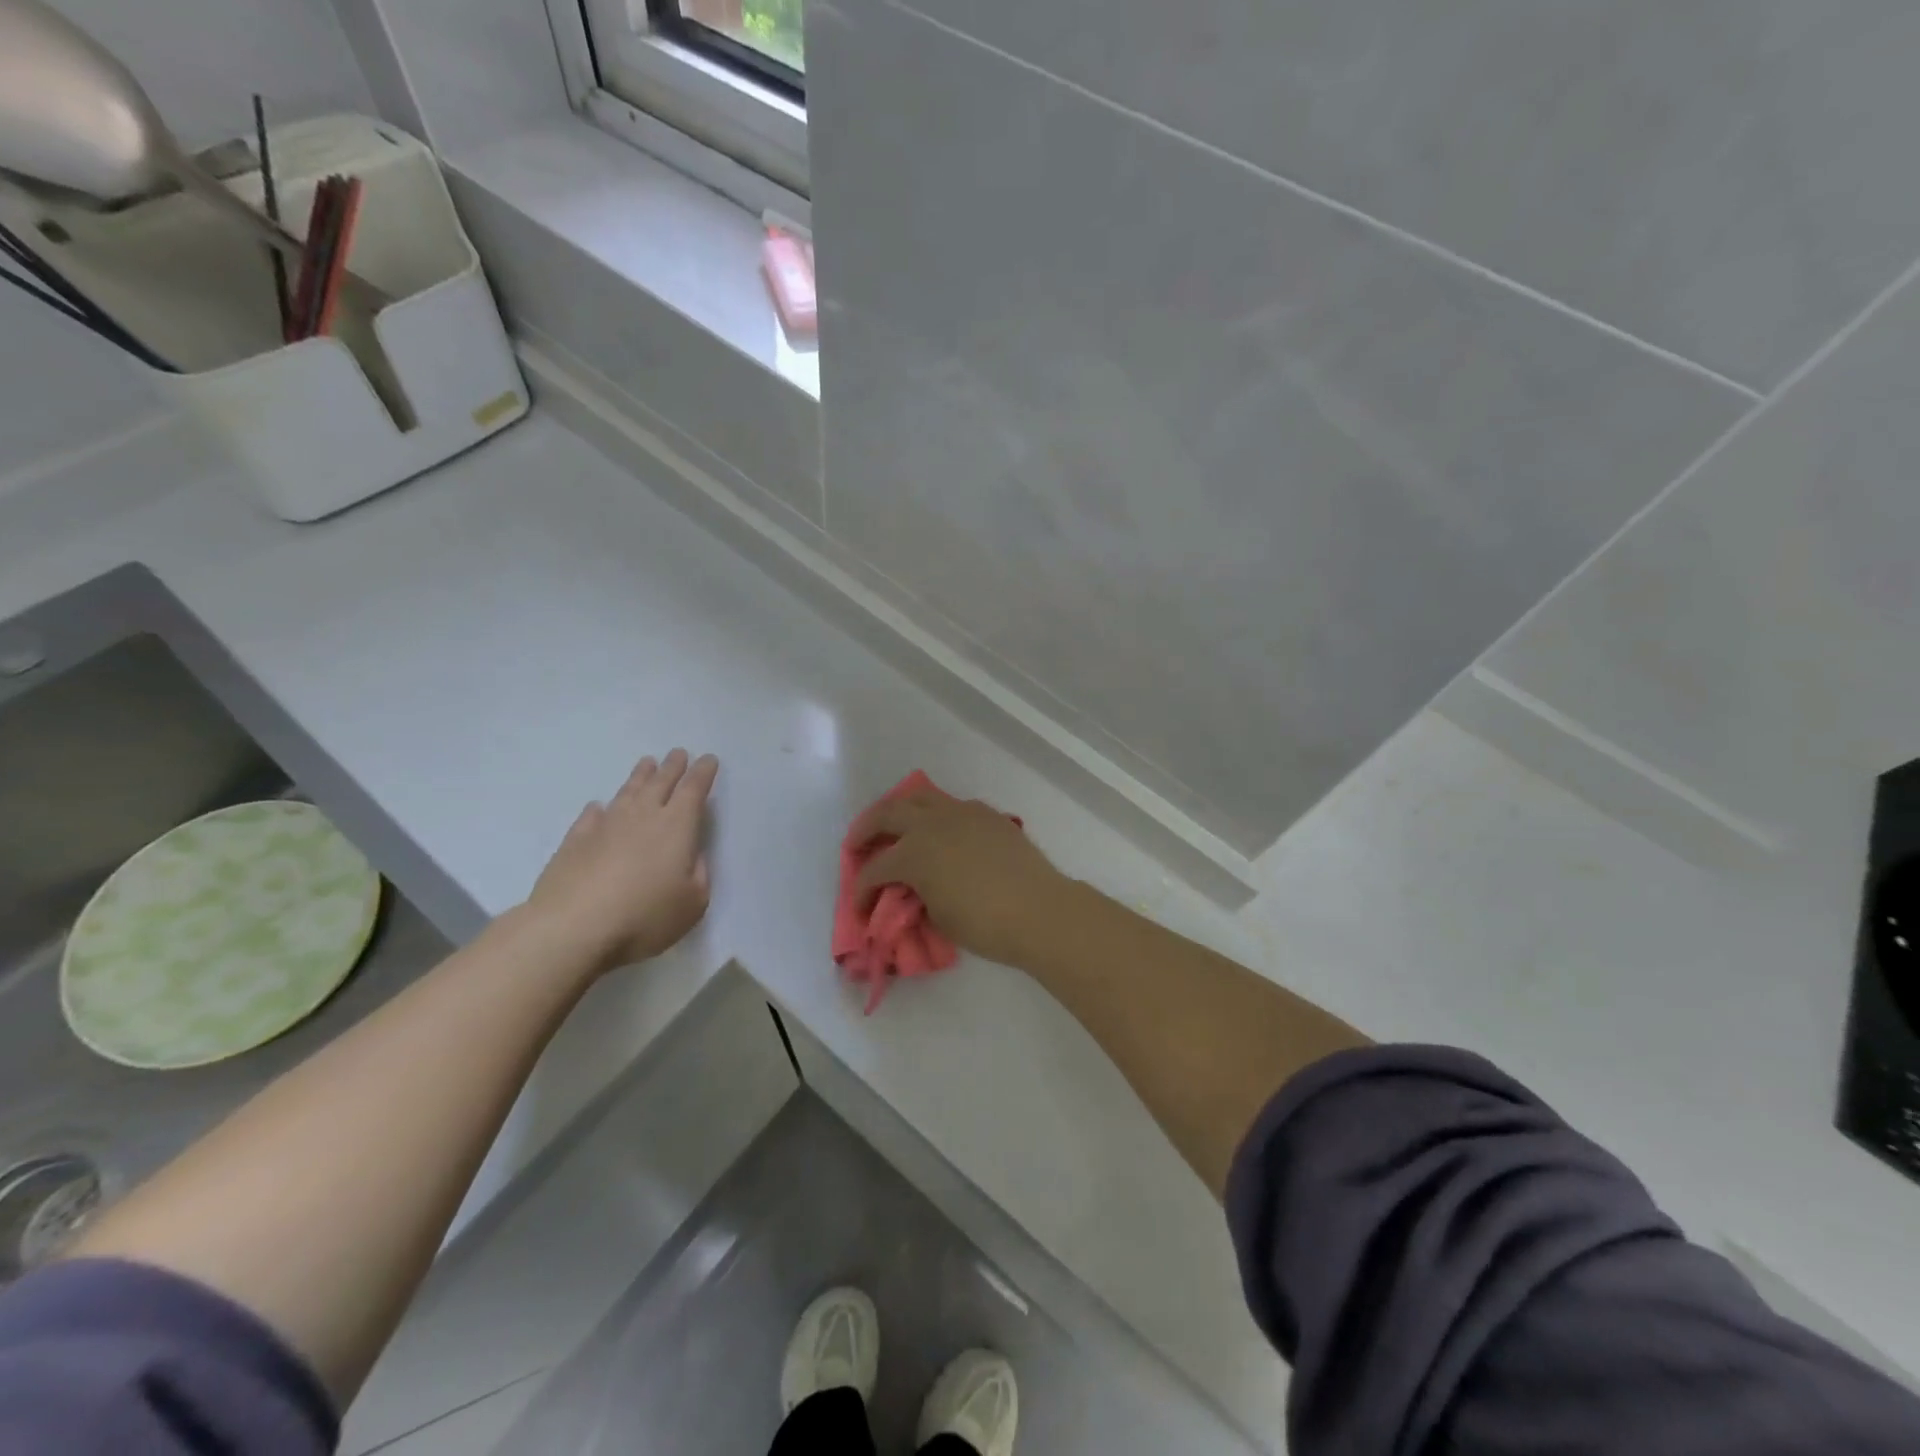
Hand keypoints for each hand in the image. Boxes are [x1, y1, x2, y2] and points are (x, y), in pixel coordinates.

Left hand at [526, 749, 718, 972]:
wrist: (572, 927)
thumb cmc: (644, 916)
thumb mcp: (692, 903)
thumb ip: (698, 874)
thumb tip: (692, 855)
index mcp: (677, 826)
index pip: (694, 790)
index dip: (703, 773)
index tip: (708, 759)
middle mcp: (642, 816)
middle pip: (660, 783)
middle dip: (673, 766)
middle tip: (678, 753)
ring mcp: (605, 826)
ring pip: (627, 791)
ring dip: (639, 776)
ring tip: (647, 763)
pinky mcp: (575, 841)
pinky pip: (591, 816)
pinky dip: (600, 808)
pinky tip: (600, 807)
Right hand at [851, 790, 1066, 966]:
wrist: (1039, 910)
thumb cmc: (985, 923)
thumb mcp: (938, 917)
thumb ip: (916, 898)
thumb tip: (912, 891)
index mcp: (914, 852)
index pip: (875, 869)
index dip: (862, 891)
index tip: (861, 909)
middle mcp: (932, 823)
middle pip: (887, 814)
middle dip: (866, 829)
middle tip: (856, 845)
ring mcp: (961, 813)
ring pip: (920, 797)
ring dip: (899, 810)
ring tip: (893, 824)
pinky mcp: (987, 814)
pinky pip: (952, 806)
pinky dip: (936, 815)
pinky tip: (939, 831)